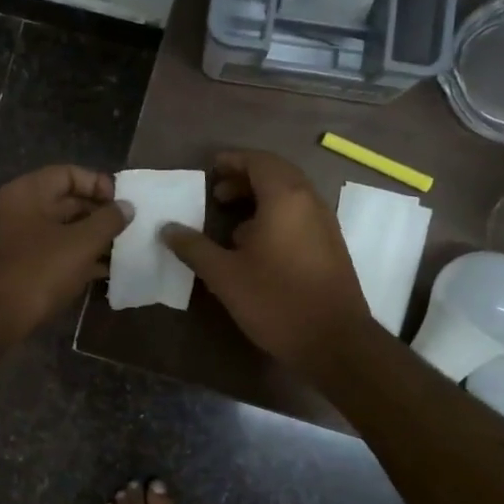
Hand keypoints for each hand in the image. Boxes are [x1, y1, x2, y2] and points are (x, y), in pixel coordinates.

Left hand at [0, 165, 132, 340]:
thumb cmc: (38, 271)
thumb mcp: (80, 243)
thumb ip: (108, 221)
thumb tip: (127, 206)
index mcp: (28, 193)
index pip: (69, 174)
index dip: (98, 184)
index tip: (123, 203)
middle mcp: (20, 210)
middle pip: (66, 201)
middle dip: (99, 214)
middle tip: (129, 228)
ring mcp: (19, 239)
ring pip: (63, 229)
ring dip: (92, 238)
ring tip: (124, 249)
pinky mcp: (22, 265)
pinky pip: (56, 252)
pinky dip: (78, 257)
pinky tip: (106, 271)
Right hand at [162, 150, 372, 371]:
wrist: (335, 342)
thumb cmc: (276, 301)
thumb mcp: (225, 275)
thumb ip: (194, 248)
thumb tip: (167, 229)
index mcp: (285, 198)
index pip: (258, 161)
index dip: (233, 161)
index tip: (210, 169)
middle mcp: (309, 202)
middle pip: (276, 174)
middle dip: (245, 178)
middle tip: (216, 193)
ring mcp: (324, 224)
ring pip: (290, 195)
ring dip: (260, 197)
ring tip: (231, 220)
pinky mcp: (330, 246)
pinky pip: (299, 215)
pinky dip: (275, 215)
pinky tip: (255, 245)